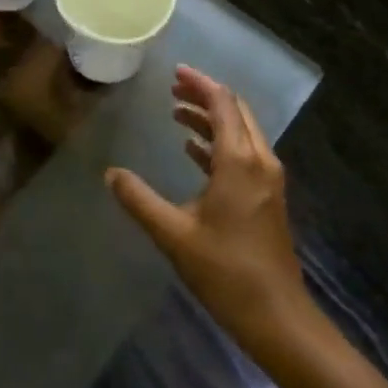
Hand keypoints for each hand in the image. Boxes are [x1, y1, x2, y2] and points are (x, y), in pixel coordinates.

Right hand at [106, 66, 307, 349]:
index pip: (222, 104)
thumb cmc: (225, 271)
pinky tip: (194, 151)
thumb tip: (110, 174)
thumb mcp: (173, 234)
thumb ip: (139, 200)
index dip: (200, 84)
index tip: (175, 72)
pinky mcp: (267, 198)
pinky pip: (243, 154)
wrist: (277, 315)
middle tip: (173, 87)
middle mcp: (260, 161)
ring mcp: (267, 180)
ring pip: (241, 133)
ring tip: (177, 112)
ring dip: (212, 119)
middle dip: (206, 95)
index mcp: (240, 161)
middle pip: (236, 112)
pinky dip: (219, 144)